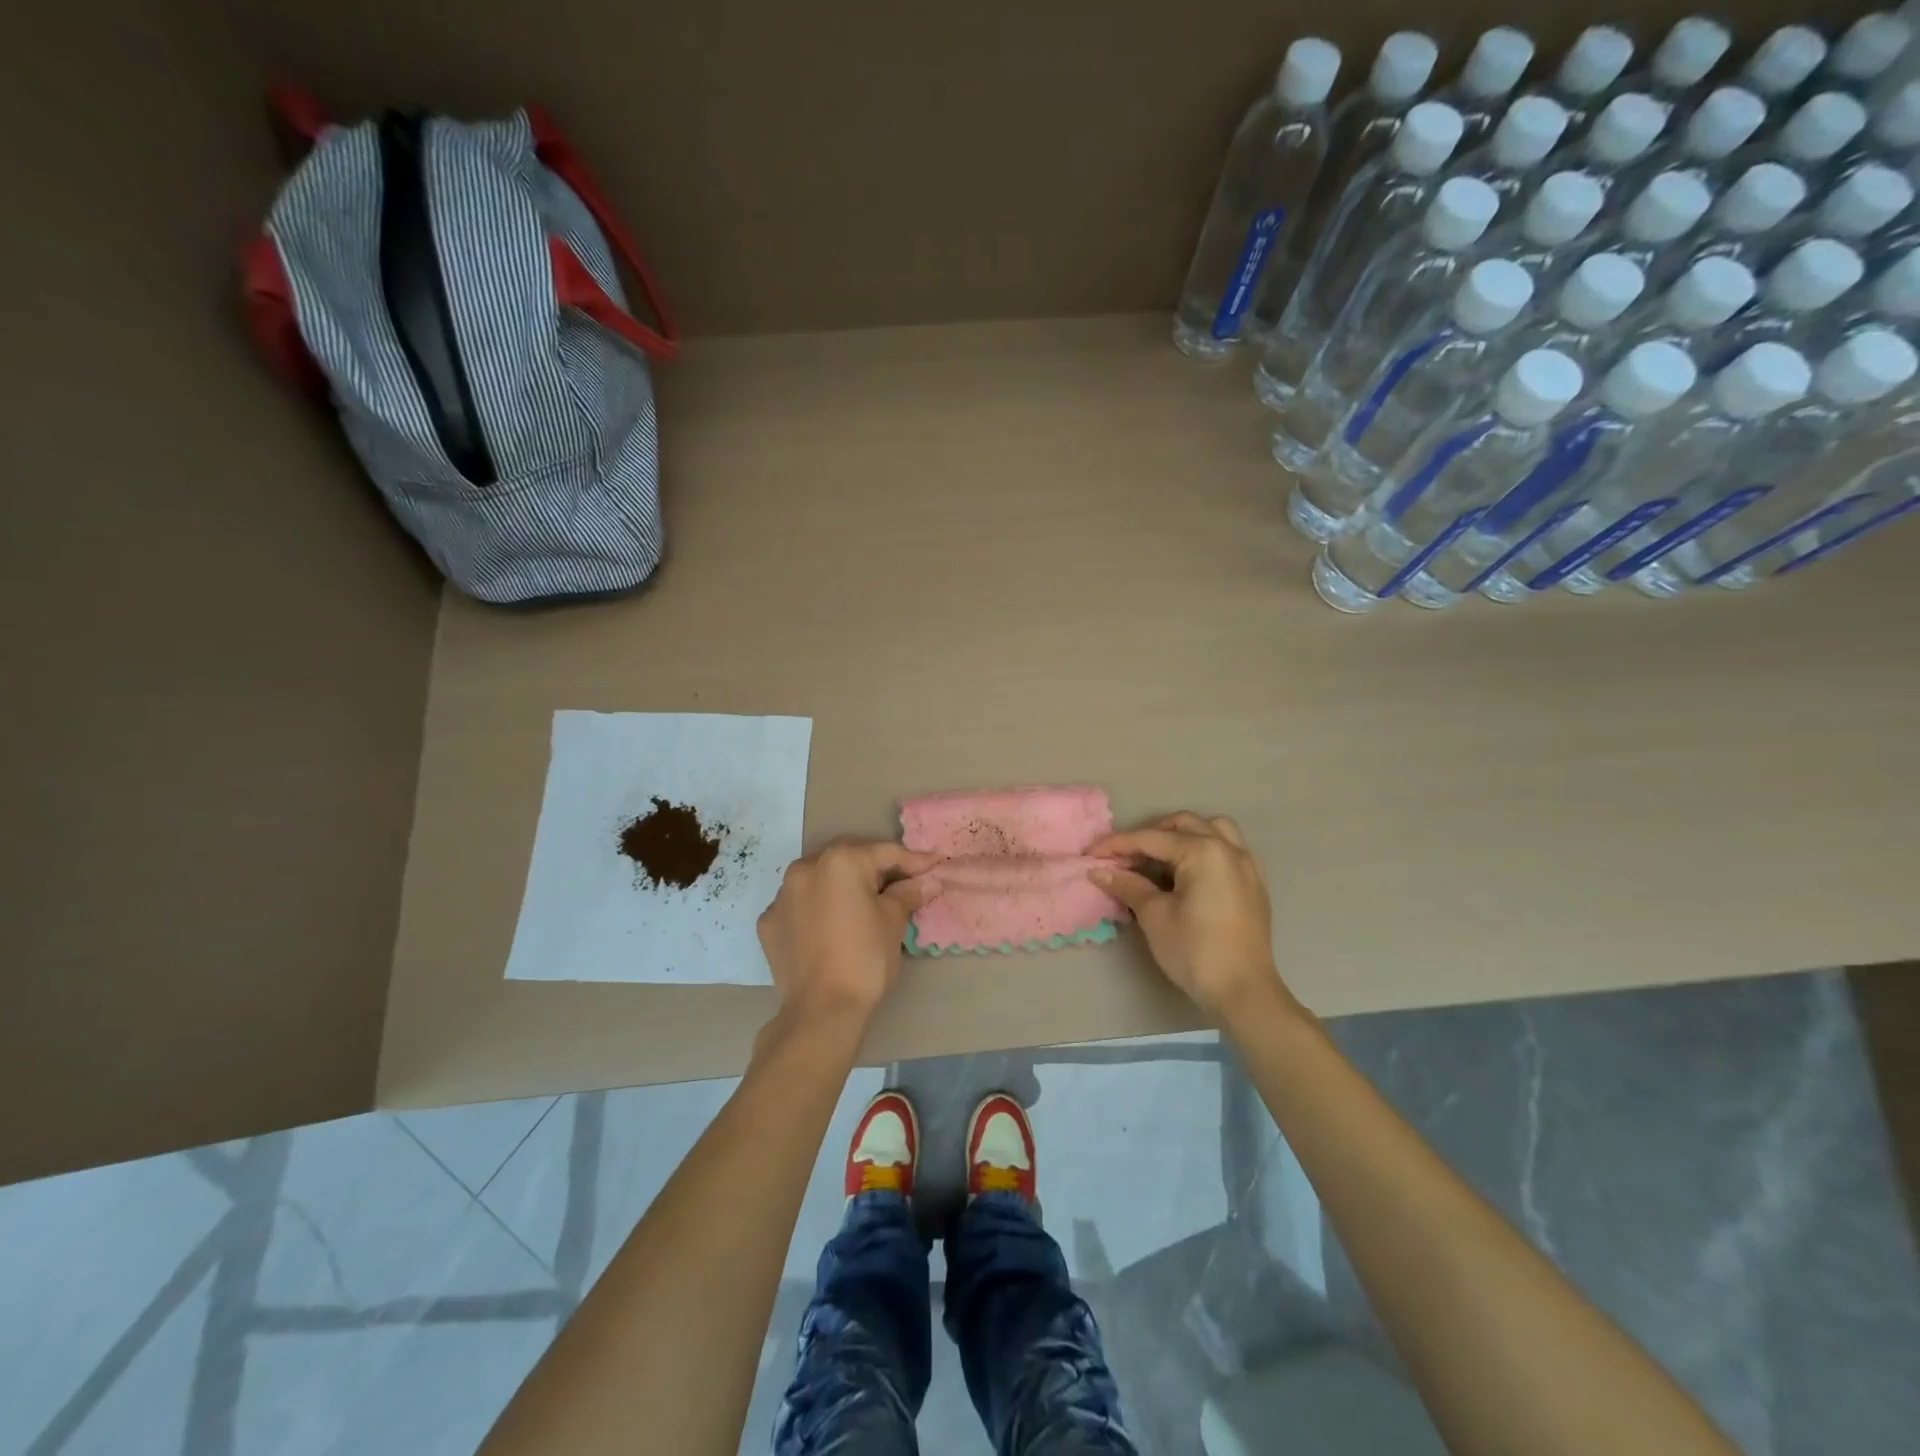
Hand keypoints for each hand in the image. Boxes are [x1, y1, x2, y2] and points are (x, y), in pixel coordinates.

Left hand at [757, 839, 940, 1029]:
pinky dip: (816, 907)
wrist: (821, 1011)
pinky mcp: (769, 922)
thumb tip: (926, 882)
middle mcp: (805, 867)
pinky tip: (830, 925)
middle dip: (874, 867)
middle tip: (901, 881)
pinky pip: (799, 904)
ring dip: (841, 884)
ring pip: (819, 878)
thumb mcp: (893, 922)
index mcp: (840, 861)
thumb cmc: (865, 959)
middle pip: (848, 858)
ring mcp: (782, 895)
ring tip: (862, 901)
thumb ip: (907, 893)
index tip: (934, 865)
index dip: (914, 860)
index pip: (885, 853)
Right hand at [1088, 813, 1291, 1023]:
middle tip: (1125, 858)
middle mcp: (1228, 849)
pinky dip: (1205, 849)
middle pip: (1182, 824)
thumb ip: (1128, 885)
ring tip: (1160, 858)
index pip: (1151, 839)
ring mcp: (1247, 865)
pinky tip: (1189, 873)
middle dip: (1150, 835)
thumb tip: (1099, 871)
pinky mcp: (1254, 884)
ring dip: (1183, 835)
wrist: (1244, 992)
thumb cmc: (1195, 951)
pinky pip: (1228, 849)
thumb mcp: (1154, 916)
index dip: (1117, 845)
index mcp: (1203, 852)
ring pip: (1212, 829)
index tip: (1091, 854)